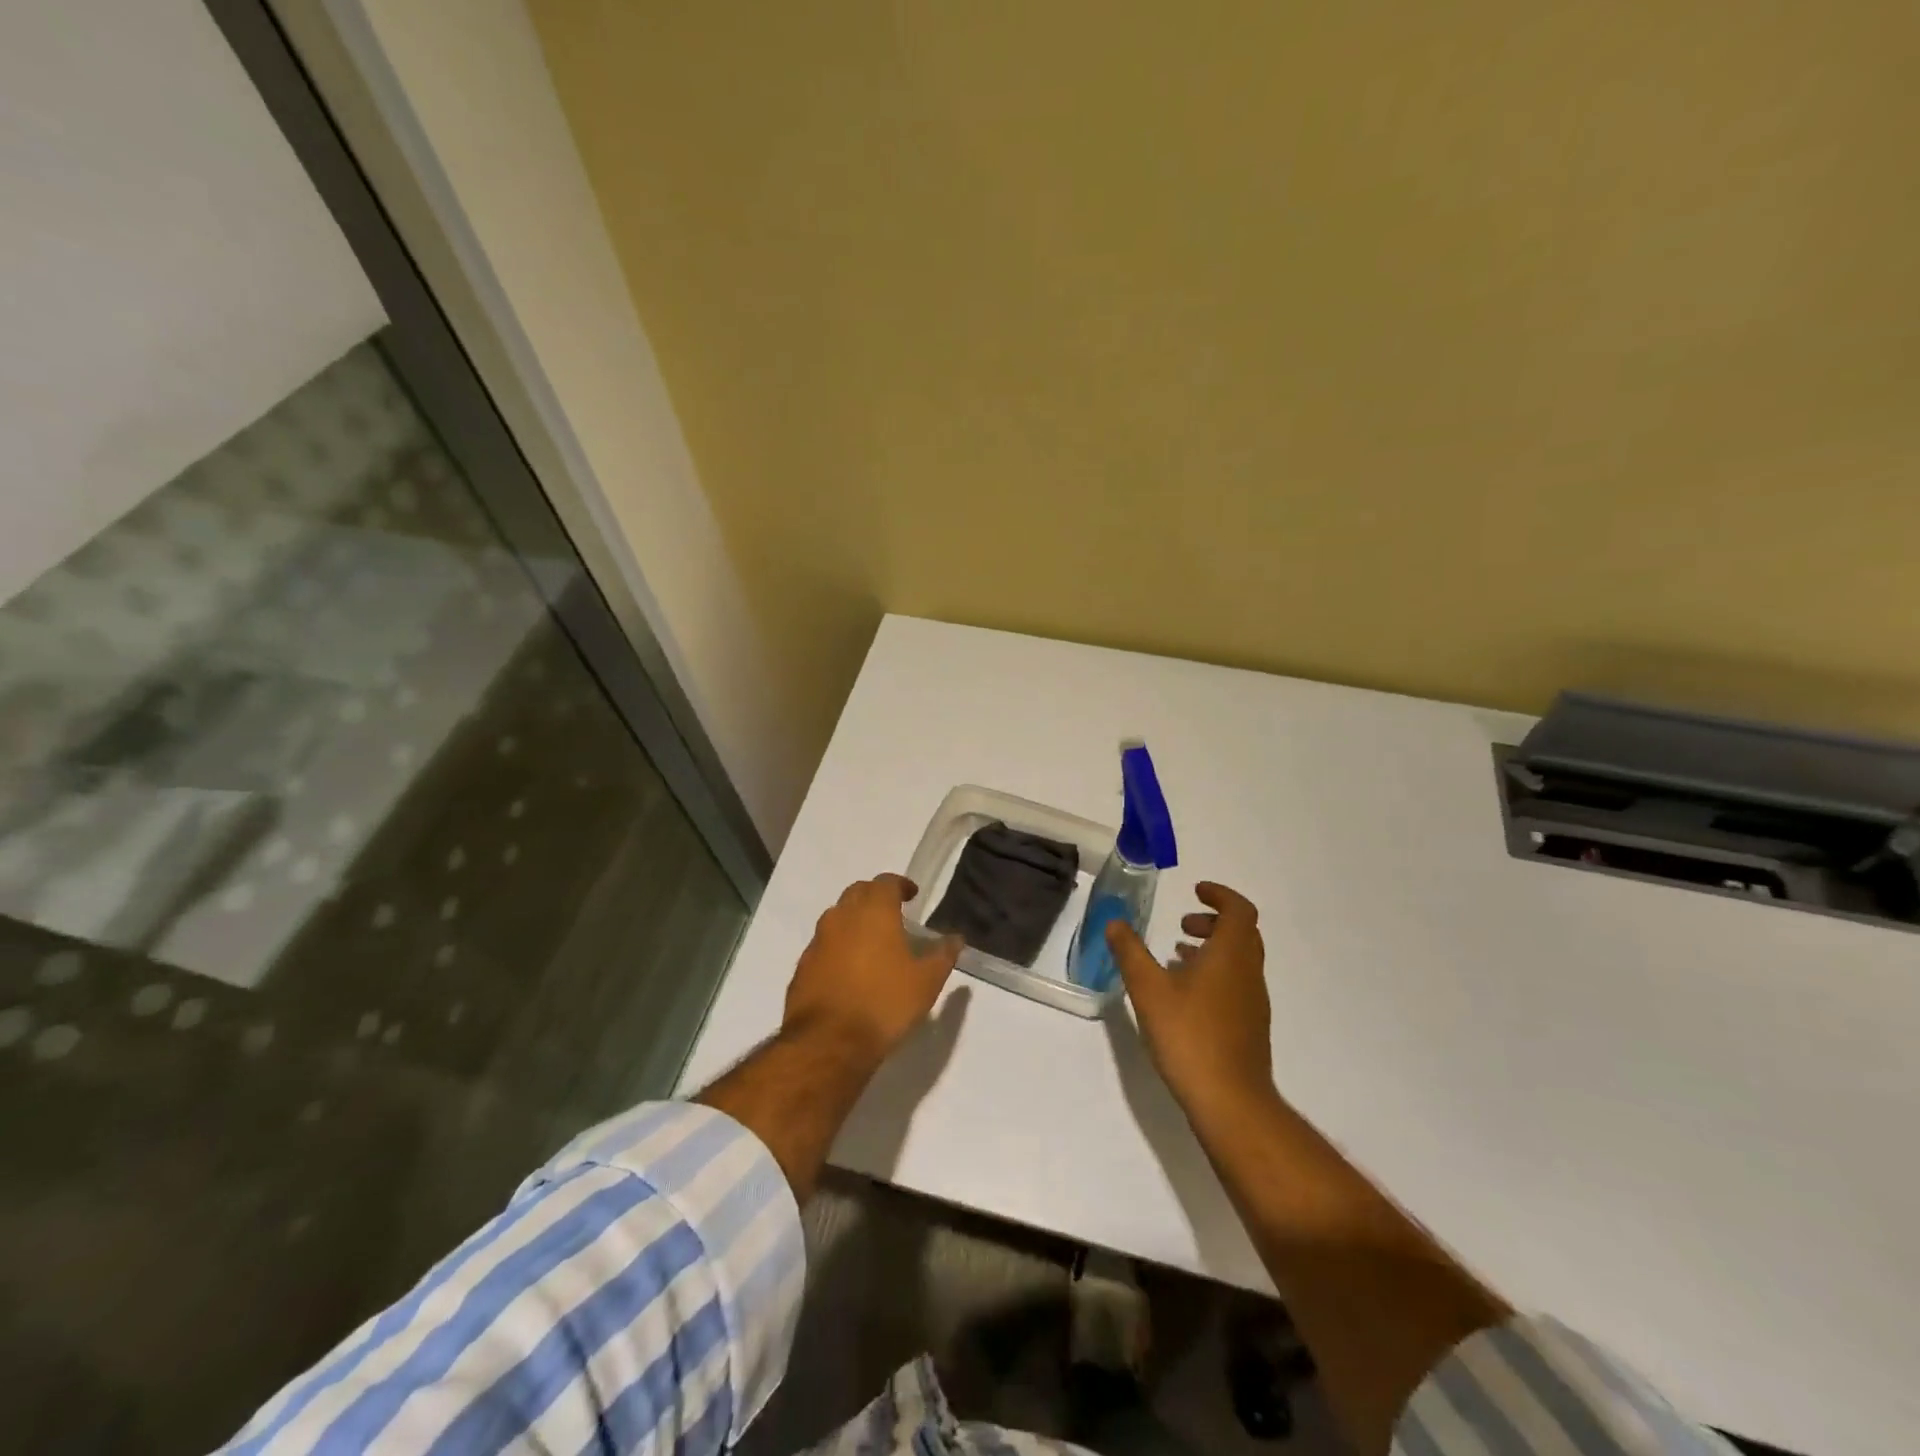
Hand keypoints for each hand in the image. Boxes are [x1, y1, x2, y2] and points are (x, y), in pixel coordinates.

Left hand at [782, 874, 962, 1067]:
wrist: (828, 1042)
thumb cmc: (884, 1003)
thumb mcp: (926, 982)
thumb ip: (942, 956)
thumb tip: (956, 939)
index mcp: (874, 911)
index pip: (886, 882)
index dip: (900, 885)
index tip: (912, 895)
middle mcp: (842, 916)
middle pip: (858, 892)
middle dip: (875, 896)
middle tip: (892, 913)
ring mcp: (818, 940)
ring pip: (837, 916)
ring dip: (854, 920)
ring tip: (872, 941)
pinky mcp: (802, 966)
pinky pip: (824, 944)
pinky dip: (838, 946)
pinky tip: (849, 969)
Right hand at [1107, 882, 1272, 1119]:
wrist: (1230, 1101)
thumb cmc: (1189, 1035)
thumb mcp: (1148, 989)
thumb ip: (1130, 952)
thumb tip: (1115, 922)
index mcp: (1231, 954)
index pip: (1239, 910)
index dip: (1220, 895)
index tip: (1195, 890)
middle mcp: (1249, 972)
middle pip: (1241, 933)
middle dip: (1212, 921)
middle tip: (1181, 925)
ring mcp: (1254, 1002)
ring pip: (1238, 960)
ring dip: (1212, 949)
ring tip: (1176, 958)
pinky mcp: (1250, 1026)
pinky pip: (1235, 984)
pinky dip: (1214, 974)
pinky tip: (1184, 996)